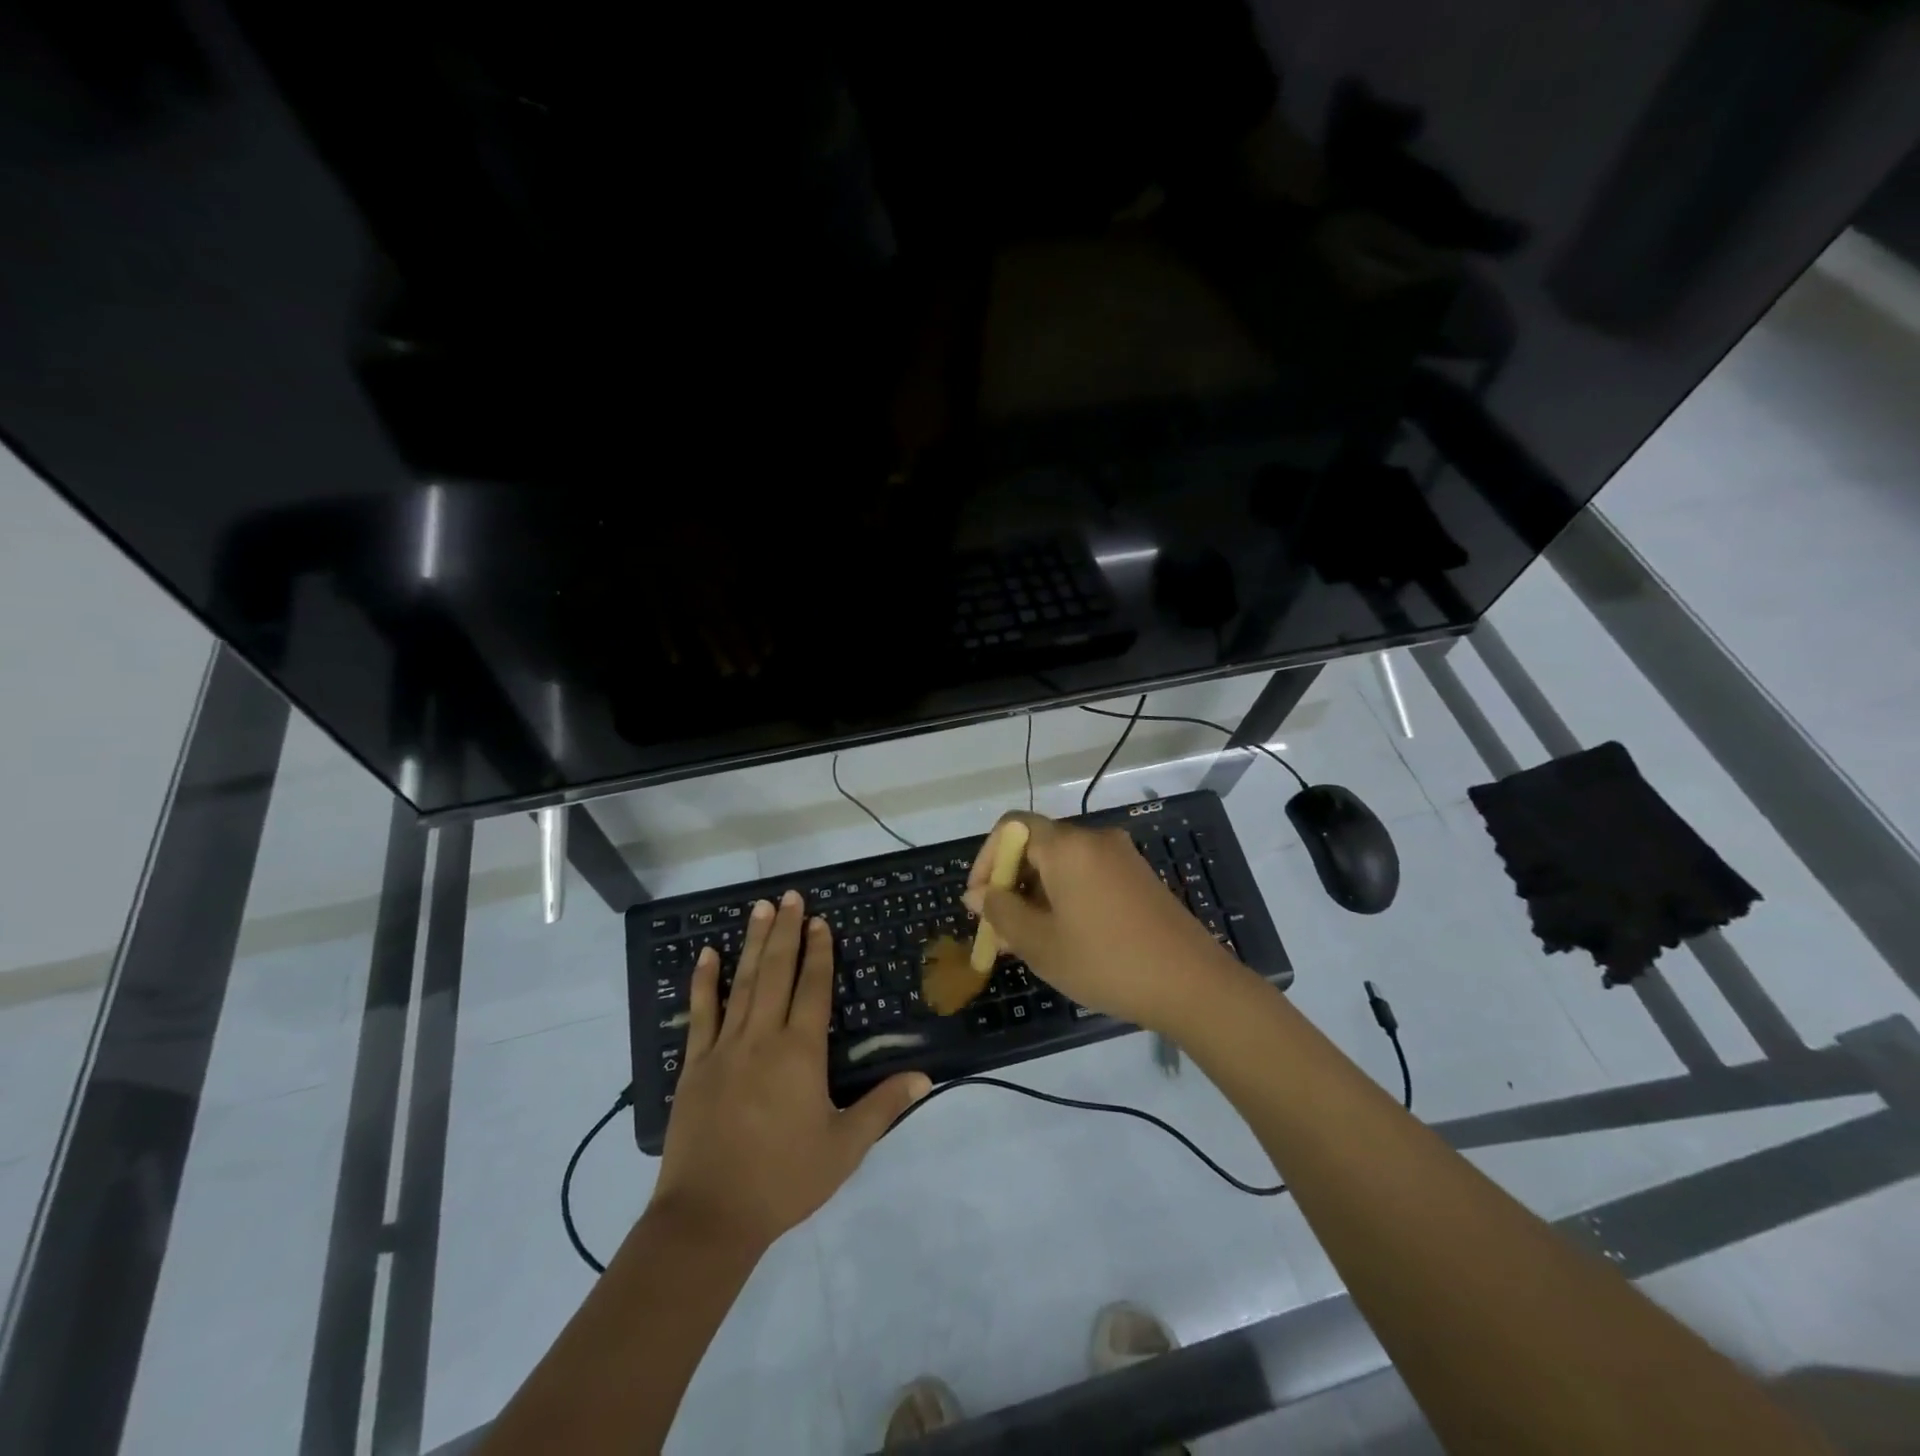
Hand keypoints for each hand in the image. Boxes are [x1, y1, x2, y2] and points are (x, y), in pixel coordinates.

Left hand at [650, 891, 929, 1252]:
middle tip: (789, 896)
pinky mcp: (696, 1065)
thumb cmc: (783, 1180)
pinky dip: (704, 982)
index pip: (813, 988)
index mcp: (801, 1052)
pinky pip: (701, 1014)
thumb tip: (925, 1076)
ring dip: (752, 943)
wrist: (709, 1217)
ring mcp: (725, 1048)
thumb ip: (883, 1106)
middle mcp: (763, 1038)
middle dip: (785, 931)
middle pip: (777, 972)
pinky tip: (707, 955)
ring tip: (759, 908)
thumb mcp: (844, 1147)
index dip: (818, 951)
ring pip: (742, 983)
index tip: (819, 920)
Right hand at [962, 812, 1245, 1033]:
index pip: (1010, 827)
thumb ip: (1000, 912)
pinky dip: (1065, 895)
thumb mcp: (1040, 943)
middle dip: (1010, 882)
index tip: (979, 900)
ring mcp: (1121, 856)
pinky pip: (1088, 874)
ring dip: (1036, 893)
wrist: (1192, 984)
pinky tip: (1064, 936)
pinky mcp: (1138, 876)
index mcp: (1066, 846)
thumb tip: (976, 894)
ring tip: (1027, 940)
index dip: (986, 858)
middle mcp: (1094, 839)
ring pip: (1062, 863)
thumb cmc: (1105, 961)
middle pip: (1037, 844)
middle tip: (1000, 928)